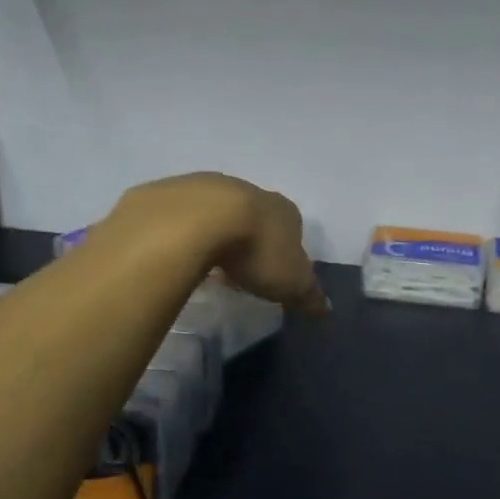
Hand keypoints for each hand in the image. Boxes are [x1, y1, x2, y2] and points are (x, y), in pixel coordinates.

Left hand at [113, 172, 328, 314]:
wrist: (200, 220)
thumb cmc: (257, 251)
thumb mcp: (292, 282)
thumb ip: (310, 295)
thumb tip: (327, 311)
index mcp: (283, 210)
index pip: (291, 228)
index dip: (284, 250)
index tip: (273, 274)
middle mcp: (249, 190)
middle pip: (253, 216)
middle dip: (248, 239)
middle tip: (239, 271)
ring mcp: (209, 187)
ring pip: (216, 212)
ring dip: (214, 234)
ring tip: (205, 265)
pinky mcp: (172, 192)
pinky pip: (181, 216)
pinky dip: (182, 233)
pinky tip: (176, 254)